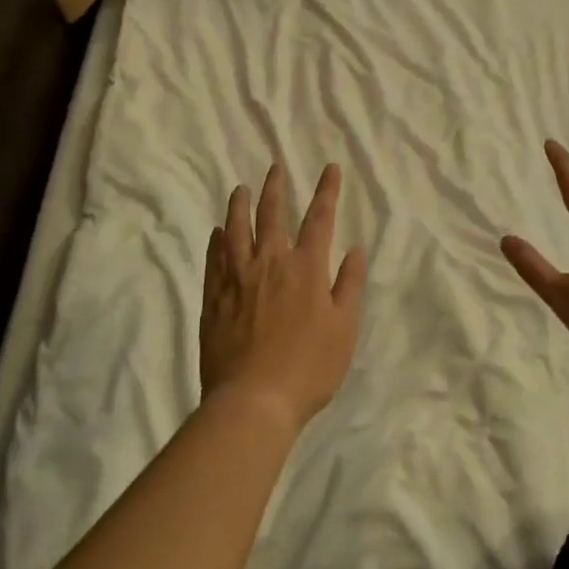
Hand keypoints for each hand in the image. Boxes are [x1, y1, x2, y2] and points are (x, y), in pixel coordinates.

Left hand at [201, 163, 366, 433]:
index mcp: (306, 268)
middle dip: (276, 187)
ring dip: (240, 205)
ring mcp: (238, 278)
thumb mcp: (344, 329)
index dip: (326, 191)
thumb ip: (349, 285)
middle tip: (275, 167)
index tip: (329, 168)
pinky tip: (217, 231)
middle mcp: (271, 262)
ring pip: (237, 229)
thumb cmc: (309, 368)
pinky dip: (218, 240)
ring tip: (240, 188)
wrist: (253, 401)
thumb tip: (354, 249)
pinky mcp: (215, 297)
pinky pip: (215, 258)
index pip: (319, 219)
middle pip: (272, 214)